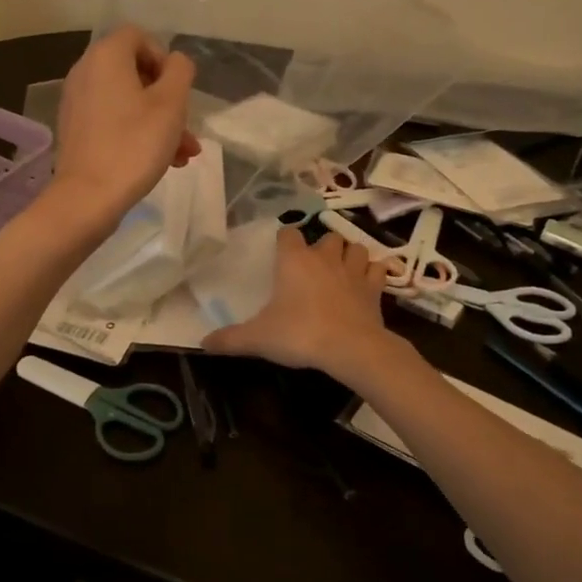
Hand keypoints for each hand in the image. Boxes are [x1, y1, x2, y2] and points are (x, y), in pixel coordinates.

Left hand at [48, 26, 199, 227]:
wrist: (88, 197)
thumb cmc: (134, 144)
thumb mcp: (171, 104)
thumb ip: (180, 72)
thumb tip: (175, 63)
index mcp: (106, 57)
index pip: (139, 36)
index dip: (164, 59)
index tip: (177, 91)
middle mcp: (86, 72)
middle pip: (135, 72)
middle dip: (168, 99)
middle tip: (186, 128)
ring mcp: (78, 102)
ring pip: (128, 101)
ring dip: (159, 122)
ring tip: (183, 154)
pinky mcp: (76, 129)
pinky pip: (113, 119)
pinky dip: (137, 132)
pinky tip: (163, 162)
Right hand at [203, 229, 396, 381]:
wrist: (350, 348)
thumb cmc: (300, 335)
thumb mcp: (258, 339)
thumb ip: (230, 339)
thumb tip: (202, 343)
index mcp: (294, 261)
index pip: (288, 233)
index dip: (285, 241)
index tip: (281, 254)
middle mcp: (324, 257)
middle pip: (326, 236)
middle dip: (322, 247)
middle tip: (314, 266)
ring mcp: (353, 270)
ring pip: (355, 247)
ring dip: (350, 254)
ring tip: (342, 269)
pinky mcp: (375, 287)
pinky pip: (378, 269)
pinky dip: (375, 272)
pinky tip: (368, 283)